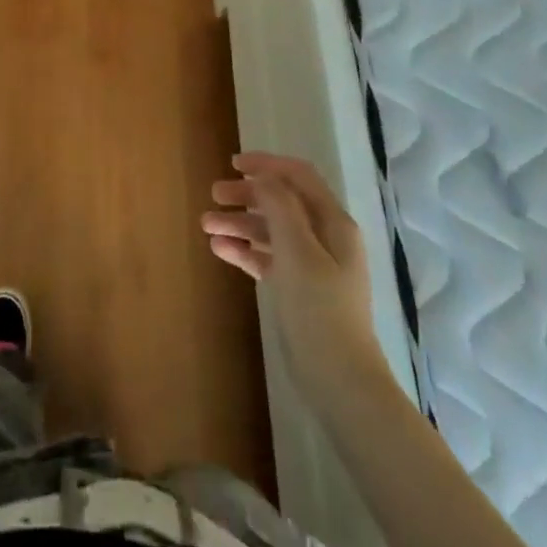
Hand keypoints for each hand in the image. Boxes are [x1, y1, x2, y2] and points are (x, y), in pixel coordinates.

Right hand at [202, 153, 389, 401]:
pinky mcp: (298, 290)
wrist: (339, 382)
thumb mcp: (298, 251)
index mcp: (333, 223)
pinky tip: (220, 250)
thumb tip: (264, 176)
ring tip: (207, 226)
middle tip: (214, 196)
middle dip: (247, 195)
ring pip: (271, 231)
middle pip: (281, 202)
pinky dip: (245, 250)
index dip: (267, 165)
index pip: (299, 177)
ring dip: (240, 223)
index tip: (233, 165)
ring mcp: (312, 265)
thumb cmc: (319, 309)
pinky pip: (268, 258)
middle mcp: (325, 238)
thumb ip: (280, 207)